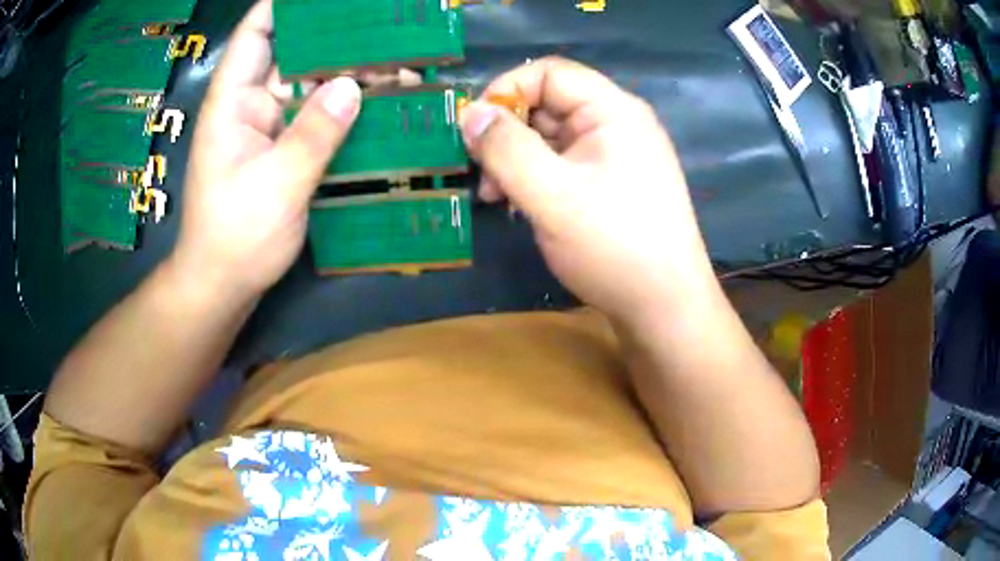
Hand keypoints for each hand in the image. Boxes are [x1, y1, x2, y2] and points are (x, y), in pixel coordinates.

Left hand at [169, 0, 361, 300]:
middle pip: (295, 54)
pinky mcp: (288, 149)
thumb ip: (313, 134)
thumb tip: (353, 85)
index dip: (284, 6)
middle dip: (337, 38)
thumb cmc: (234, 236)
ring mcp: (272, 127)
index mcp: (234, 102)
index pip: (256, 34)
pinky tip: (383, 103)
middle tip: (385, 28)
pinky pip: (321, 117)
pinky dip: (349, 109)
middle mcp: (253, 105)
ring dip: (352, 74)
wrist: (224, 284)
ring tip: (400, 64)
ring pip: (313, 85)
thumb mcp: (274, 185)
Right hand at [459, 57, 716, 327]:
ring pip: (551, 137)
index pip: (549, 72)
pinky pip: (564, 164)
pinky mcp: (611, 183)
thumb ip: (505, 149)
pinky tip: (521, 206)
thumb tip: (470, 113)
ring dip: (516, 159)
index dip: (506, 90)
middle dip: (507, 132)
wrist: (664, 307)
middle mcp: (617, 123)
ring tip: (495, 197)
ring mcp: (616, 155)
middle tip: (482, 173)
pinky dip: (536, 178)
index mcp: (612, 110)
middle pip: (548, 103)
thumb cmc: (614, 246)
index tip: (474, 129)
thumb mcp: (551, 195)